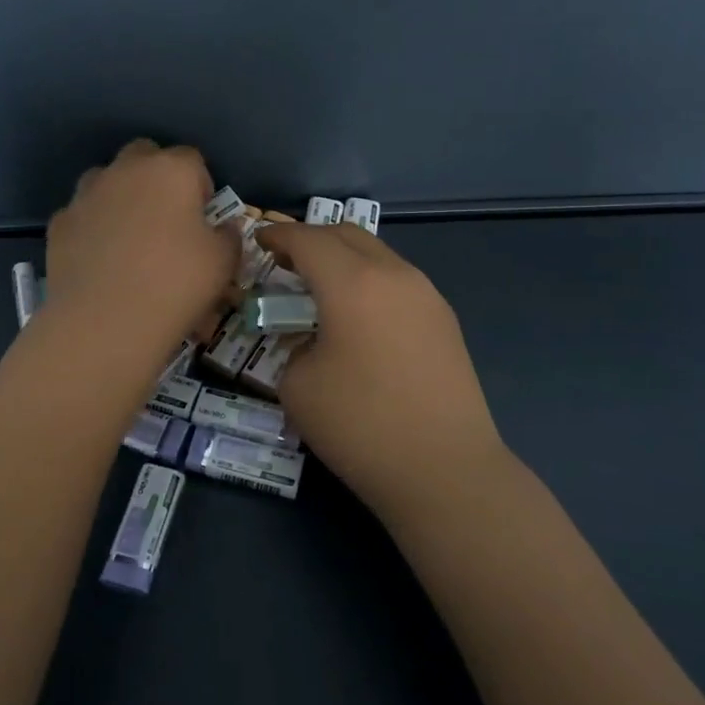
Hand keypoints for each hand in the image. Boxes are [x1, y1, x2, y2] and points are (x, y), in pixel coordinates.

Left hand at [45, 140, 238, 346]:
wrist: (105, 321)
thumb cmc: (176, 284)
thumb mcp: (223, 264)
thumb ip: (228, 237)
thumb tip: (223, 229)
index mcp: (171, 170)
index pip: (192, 159)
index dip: (201, 186)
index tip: (203, 218)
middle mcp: (126, 171)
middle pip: (144, 155)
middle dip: (156, 178)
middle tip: (167, 220)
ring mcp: (87, 195)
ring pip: (106, 180)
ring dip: (120, 198)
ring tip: (130, 238)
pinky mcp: (59, 223)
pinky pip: (82, 215)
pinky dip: (92, 228)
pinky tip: (100, 262)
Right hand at [256, 222, 506, 517]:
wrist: (445, 470)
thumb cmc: (361, 426)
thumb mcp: (298, 386)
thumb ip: (292, 346)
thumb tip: (307, 337)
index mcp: (352, 283)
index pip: (307, 239)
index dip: (278, 234)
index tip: (258, 239)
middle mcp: (394, 274)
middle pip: (347, 234)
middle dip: (312, 239)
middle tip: (285, 261)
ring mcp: (426, 294)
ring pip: (377, 254)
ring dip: (344, 258)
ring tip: (321, 288)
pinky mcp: (444, 319)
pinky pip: (398, 279)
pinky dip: (369, 280)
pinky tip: (358, 316)